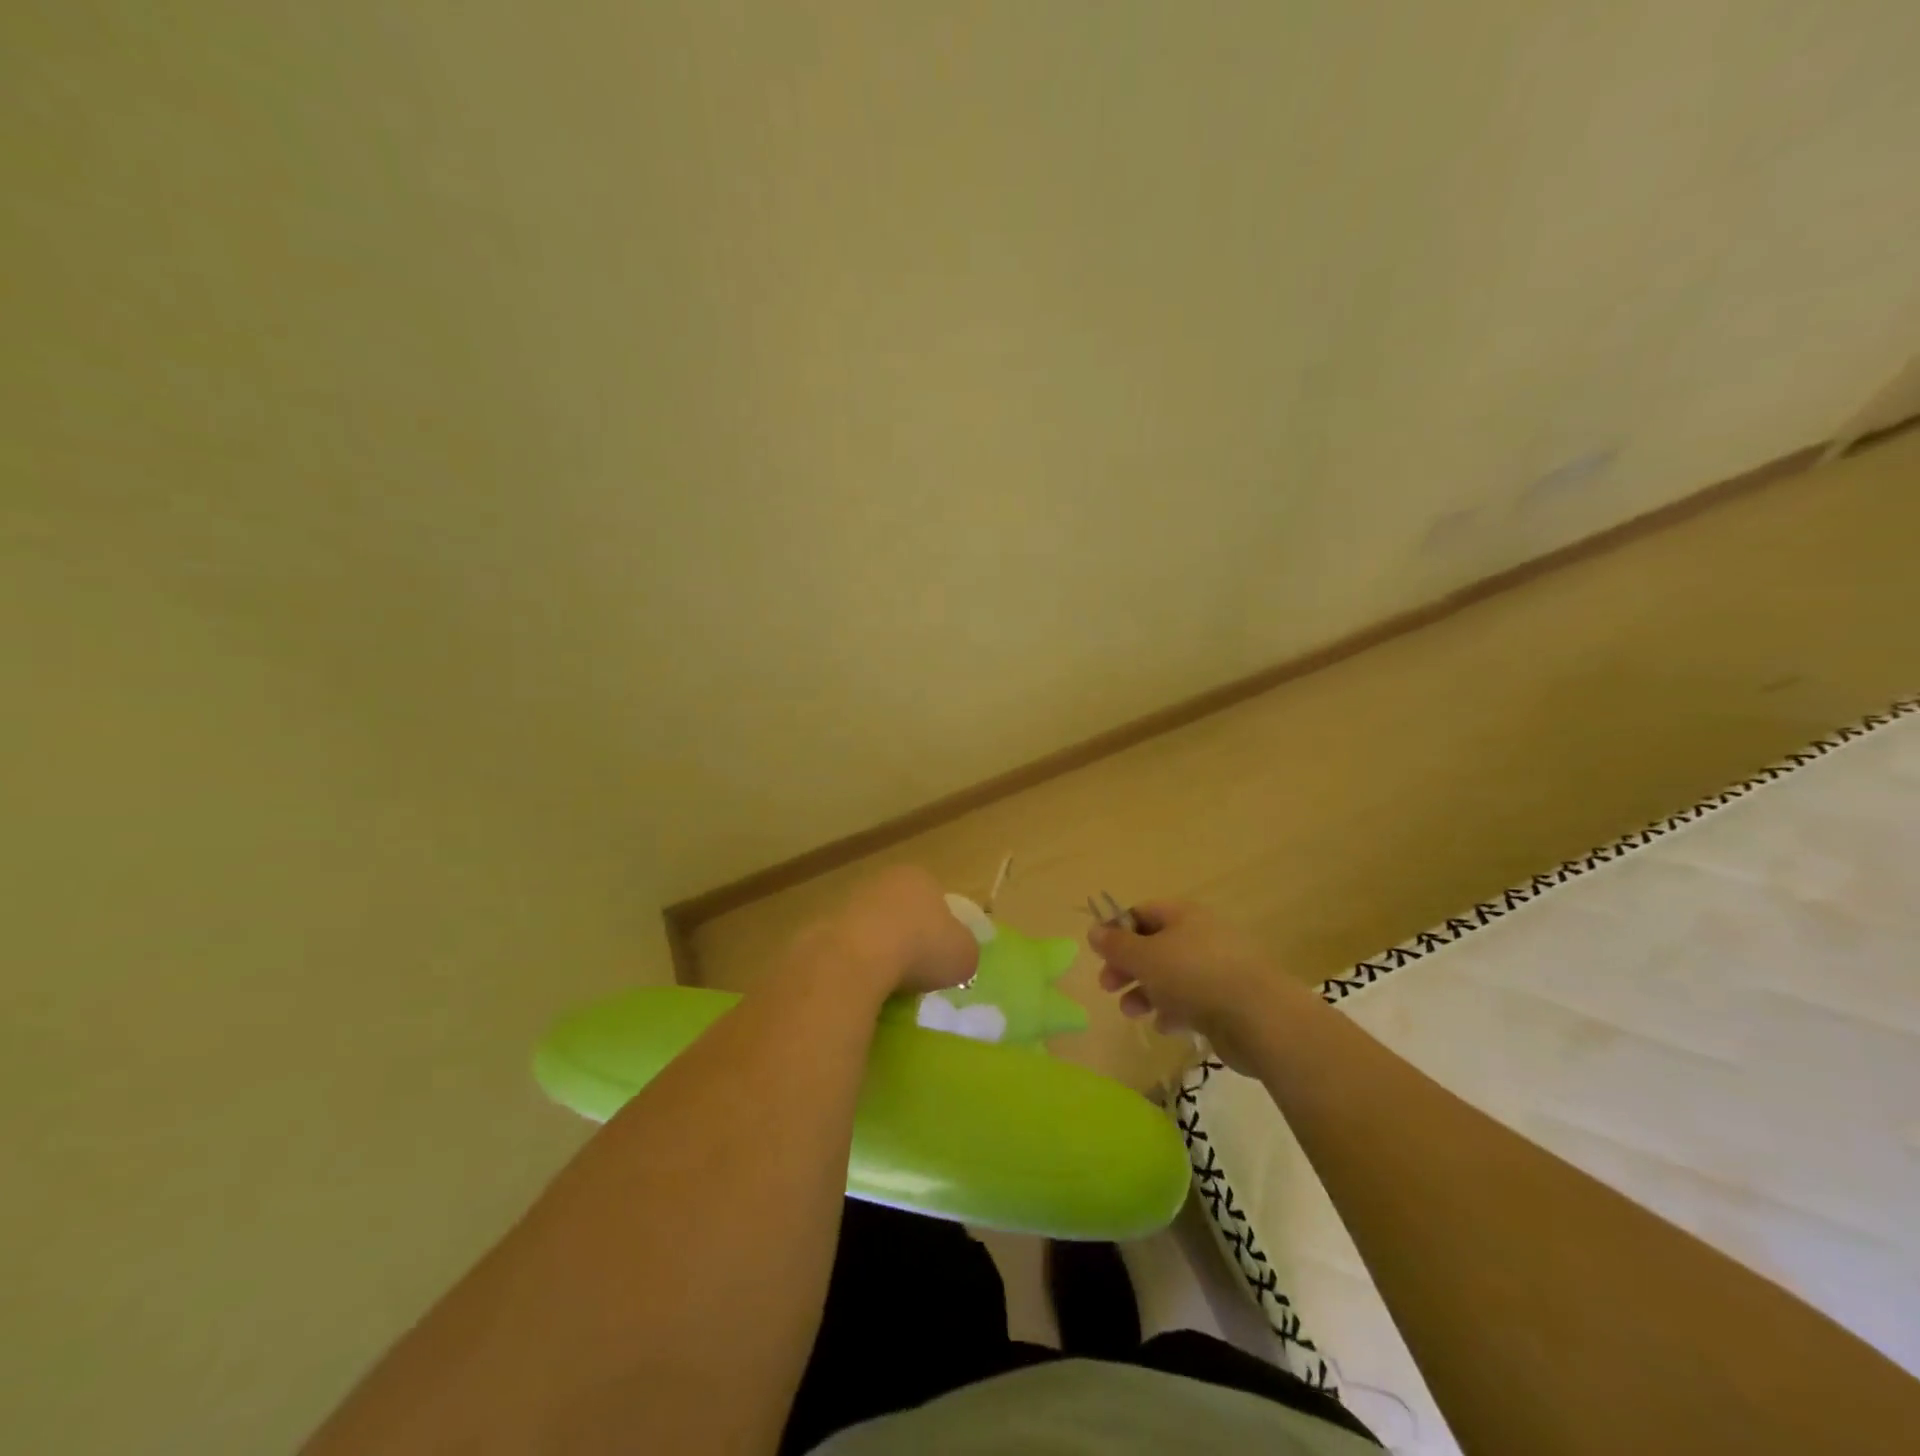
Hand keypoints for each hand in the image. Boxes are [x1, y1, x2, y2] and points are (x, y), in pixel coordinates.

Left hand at [817, 866, 978, 998]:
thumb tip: (957, 956)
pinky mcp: (819, 928)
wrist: (854, 960)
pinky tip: (861, 989)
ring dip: (877, 952)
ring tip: (887, 987)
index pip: (935, 898)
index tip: (941, 957)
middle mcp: (881, 881)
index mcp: (918, 877)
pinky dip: (853, 967)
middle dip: (906, 938)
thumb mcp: (964, 954)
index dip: (941, 928)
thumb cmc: (920, 948)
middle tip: (916, 972)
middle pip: (900, 911)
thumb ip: (964, 950)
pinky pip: (845, 951)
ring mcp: (846, 902)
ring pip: (870, 929)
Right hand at [1088, 901, 1318, 1069]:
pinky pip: (1192, 1000)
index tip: (1100, 954)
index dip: (1117, 930)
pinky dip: (1173, 1011)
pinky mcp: (1228, 1000)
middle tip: (1108, 986)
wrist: (1260, 1018)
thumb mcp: (1145, 957)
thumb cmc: (1194, 977)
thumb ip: (1116, 945)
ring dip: (1146, 992)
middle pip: (1154, 946)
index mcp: (1183, 915)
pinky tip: (1164, 1027)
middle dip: (1128, 966)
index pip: (1142, 913)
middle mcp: (1202, 936)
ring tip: (1131, 1012)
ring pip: (1171, 976)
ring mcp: (1218, 968)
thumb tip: (1094, 930)